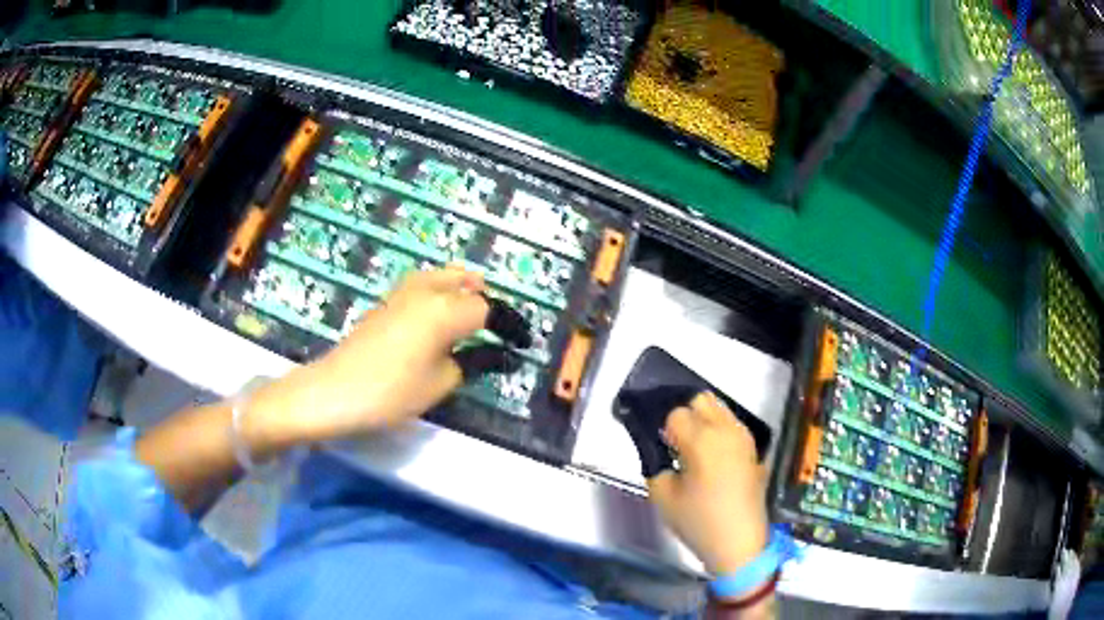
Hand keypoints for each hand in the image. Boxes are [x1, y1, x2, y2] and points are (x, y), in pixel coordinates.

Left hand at [247, 265, 489, 447]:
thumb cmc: (391, 392)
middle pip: (465, 281)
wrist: (334, 391)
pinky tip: (437, 316)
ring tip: (469, 310)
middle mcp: (426, 291)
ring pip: (441, 276)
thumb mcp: (440, 384)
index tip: (517, 345)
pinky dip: (439, 292)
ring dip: (460, 288)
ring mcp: (402, 293)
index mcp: (445, 310)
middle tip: (494, 324)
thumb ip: (466, 363)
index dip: (505, 326)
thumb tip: (480, 353)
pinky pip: (422, 285)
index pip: (486, 308)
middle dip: (483, 297)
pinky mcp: (385, 303)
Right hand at [647, 392, 769, 576]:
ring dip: (702, 420)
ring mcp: (744, 436)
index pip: (675, 413)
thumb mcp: (662, 495)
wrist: (740, 543)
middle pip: (701, 399)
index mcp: (702, 439)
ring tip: (692, 449)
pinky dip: (717, 430)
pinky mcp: (753, 448)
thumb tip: (658, 448)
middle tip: (674, 443)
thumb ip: (655, 463)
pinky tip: (710, 457)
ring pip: (719, 408)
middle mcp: (726, 429)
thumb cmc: (699, 522)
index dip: (664, 430)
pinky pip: (731, 424)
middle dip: (685, 415)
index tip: (661, 448)